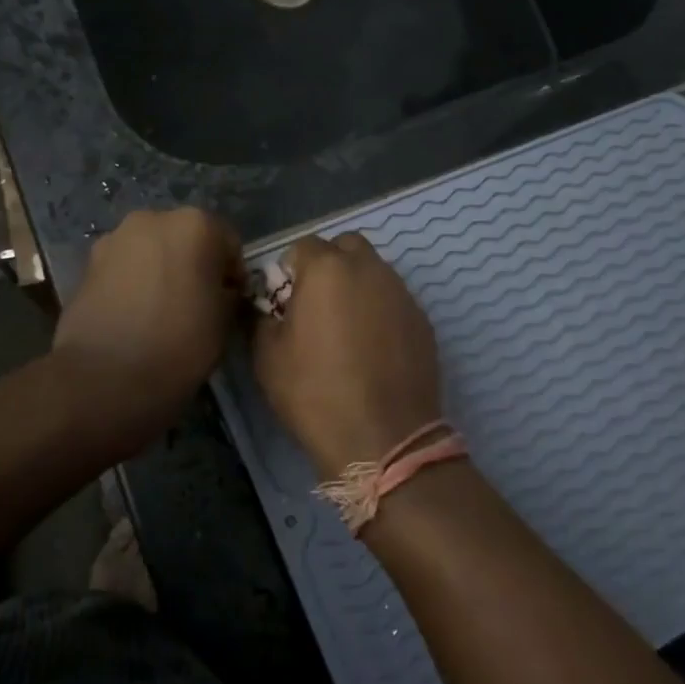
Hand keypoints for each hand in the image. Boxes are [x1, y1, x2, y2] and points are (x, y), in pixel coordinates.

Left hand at [53, 208, 243, 441]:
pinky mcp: (87, 264)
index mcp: (196, 225)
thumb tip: (220, 292)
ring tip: (161, 311)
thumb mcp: (225, 322)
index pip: (229, 243)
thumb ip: (228, 295)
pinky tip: (134, 316)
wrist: (104, 378)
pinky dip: (133, 283)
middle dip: (193, 264)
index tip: (230, 302)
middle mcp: (154, 219)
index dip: (232, 274)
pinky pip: (124, 268)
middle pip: (186, 238)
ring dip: (161, 271)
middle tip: (196, 303)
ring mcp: (115, 238)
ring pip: (152, 251)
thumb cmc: (179, 344)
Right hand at [252, 233, 442, 479]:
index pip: (302, 246)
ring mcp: (401, 292)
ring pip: (374, 270)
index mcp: (327, 269)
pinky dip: (380, 309)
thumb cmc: (315, 393)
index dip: (289, 270)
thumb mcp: (267, 357)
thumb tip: (266, 305)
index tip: (284, 301)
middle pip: (346, 246)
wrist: (382, 437)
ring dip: (356, 284)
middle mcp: (369, 269)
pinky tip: (373, 346)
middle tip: (317, 303)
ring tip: (346, 326)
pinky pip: (394, 299)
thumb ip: (261, 317)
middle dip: (329, 264)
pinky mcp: (422, 319)